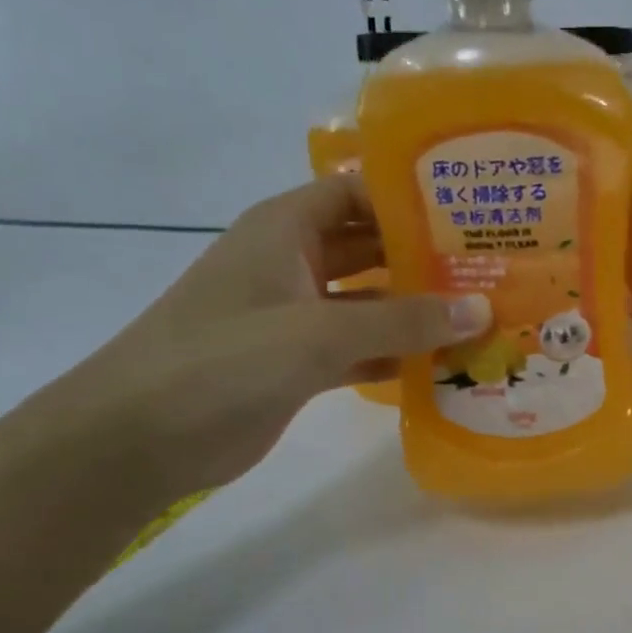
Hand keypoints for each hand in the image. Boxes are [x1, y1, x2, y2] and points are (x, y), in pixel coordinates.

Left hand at [41, 175, 487, 501]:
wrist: (137, 440)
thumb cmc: (222, 361)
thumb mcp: (317, 332)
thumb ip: (402, 321)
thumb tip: (482, 308)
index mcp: (286, 229)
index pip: (359, 192)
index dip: (412, 195)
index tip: (474, 209)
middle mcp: (294, 262)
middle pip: (372, 246)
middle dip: (427, 255)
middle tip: (495, 265)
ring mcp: (297, 314)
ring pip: (371, 300)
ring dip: (419, 309)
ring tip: (485, 312)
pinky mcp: (299, 362)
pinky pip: (362, 346)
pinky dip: (397, 352)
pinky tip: (446, 362)